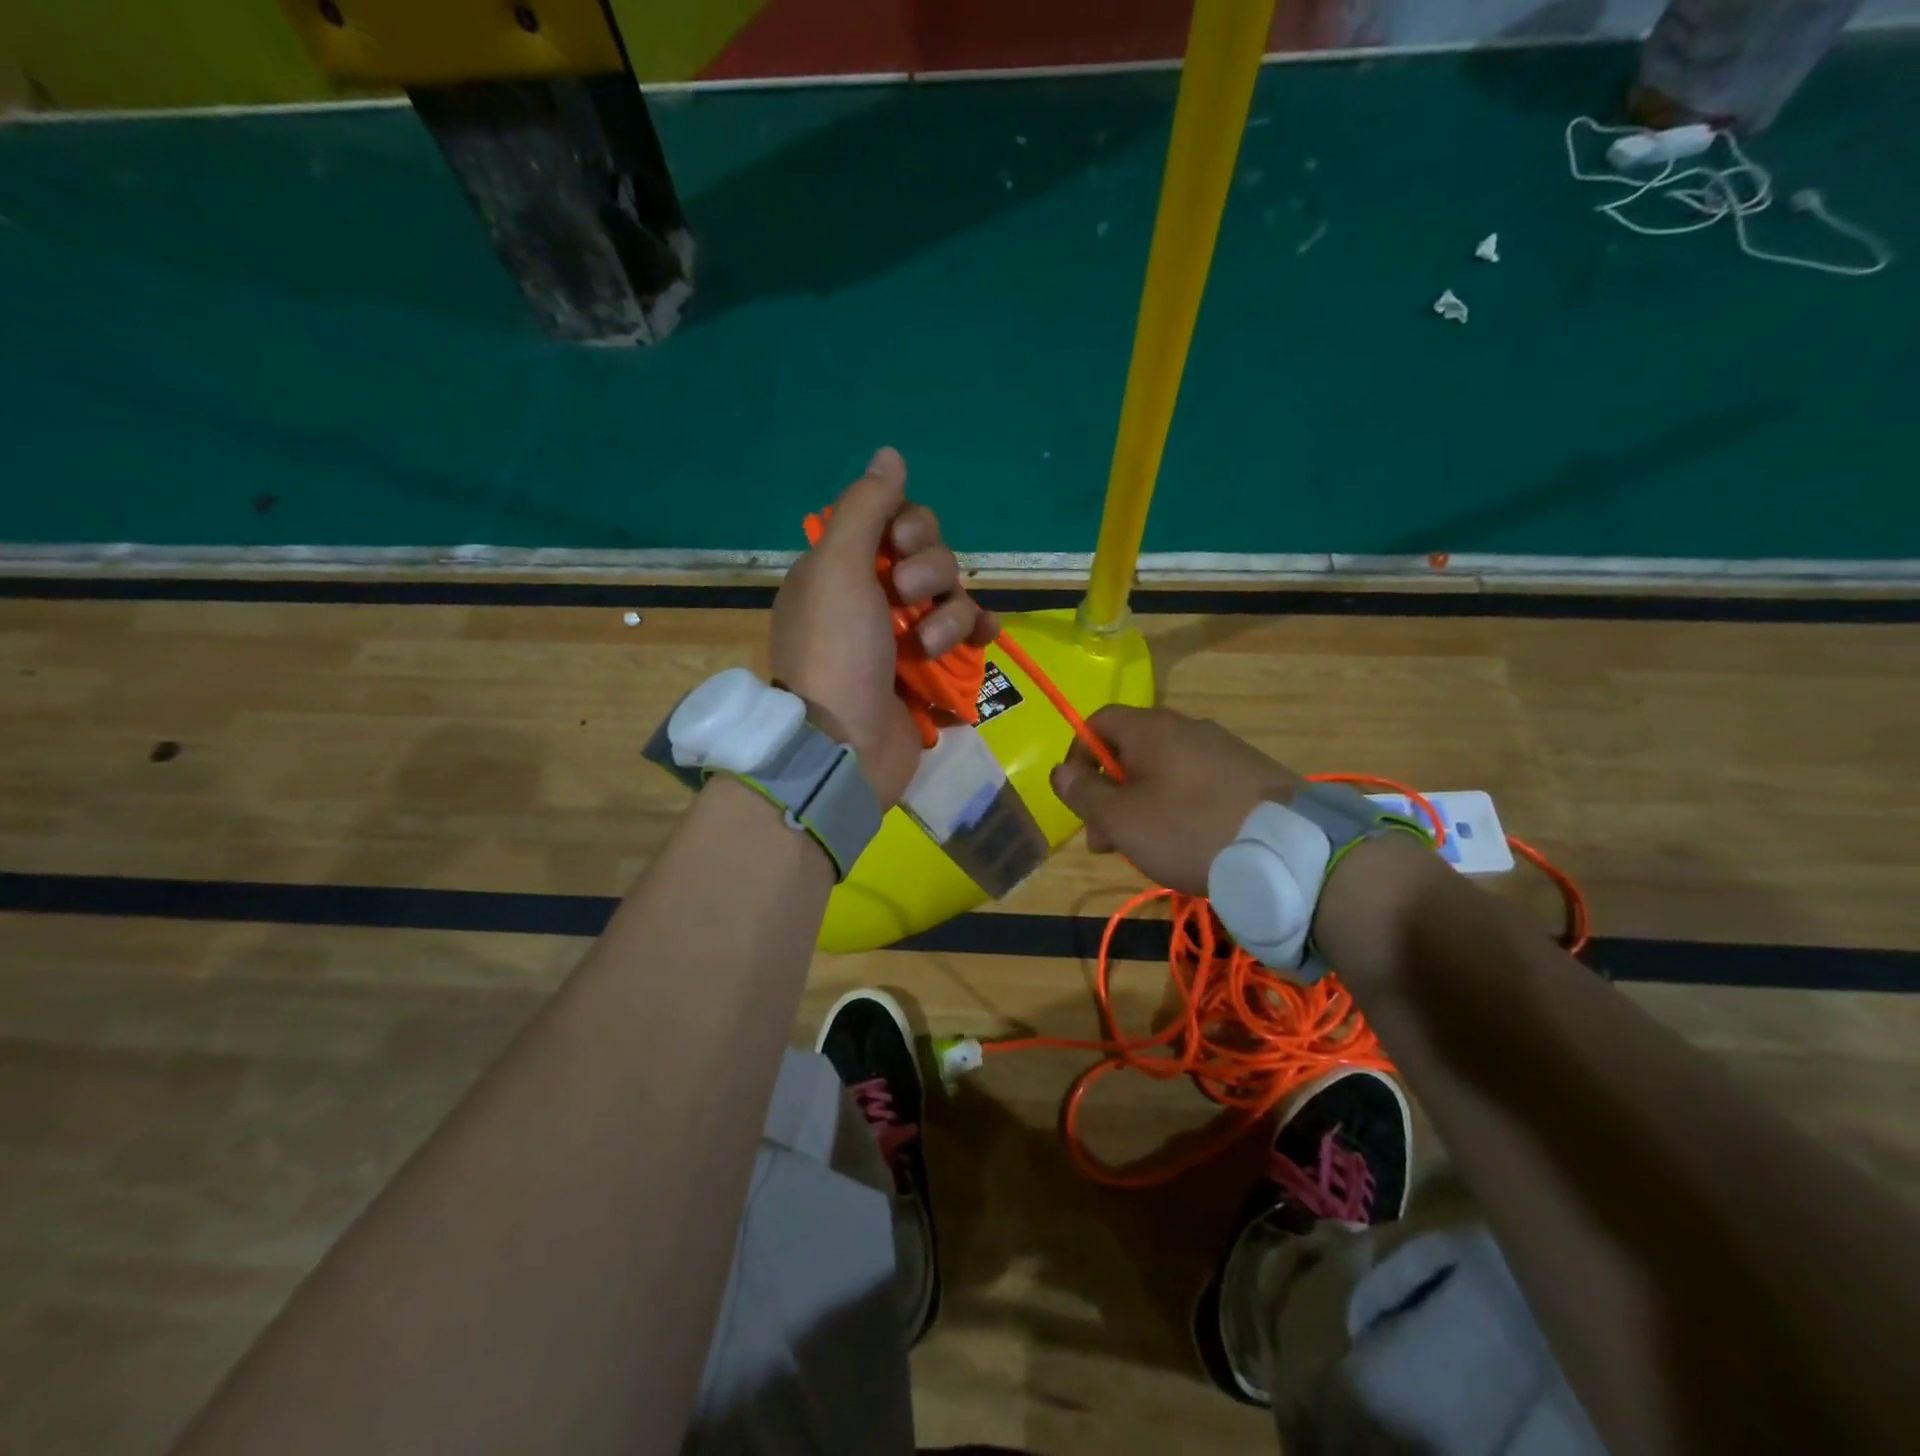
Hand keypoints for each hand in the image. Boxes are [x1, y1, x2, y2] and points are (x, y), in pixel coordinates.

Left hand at [772, 448, 995, 808]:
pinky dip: (977, 635)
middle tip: (907, 599)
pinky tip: (986, 640)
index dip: (910, 526)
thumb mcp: (837, 569)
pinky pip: (969, 636)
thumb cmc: (835, 653)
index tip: (901, 544)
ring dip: (948, 616)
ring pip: (953, 596)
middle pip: (930, 555)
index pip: (894, 521)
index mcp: (843, 569)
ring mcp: (904, 636)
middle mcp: (874, 596)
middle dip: (929, 572)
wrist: (844, 747)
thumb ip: (864, 507)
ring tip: (927, 648)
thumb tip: (890, 453)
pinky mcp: (931, 671)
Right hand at [1048, 706, 1300, 894]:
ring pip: (1164, 770)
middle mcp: (1187, 727)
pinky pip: (1197, 782)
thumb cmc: (1188, 830)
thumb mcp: (1121, 819)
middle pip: (1131, 750)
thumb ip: (1084, 793)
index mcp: (1151, 729)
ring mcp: (1223, 748)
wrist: (1288, 851)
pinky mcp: (1250, 773)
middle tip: (1106, 842)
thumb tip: (1061, 772)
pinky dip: (1179, 807)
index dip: (1078, 756)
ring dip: (1142, 805)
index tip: (1078, 799)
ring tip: (1146, 850)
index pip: (1097, 722)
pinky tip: (1188, 844)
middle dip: (1110, 793)